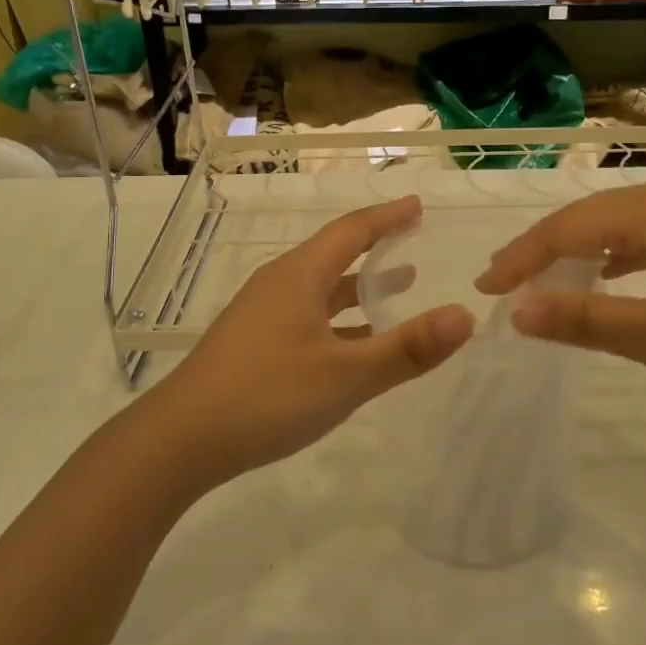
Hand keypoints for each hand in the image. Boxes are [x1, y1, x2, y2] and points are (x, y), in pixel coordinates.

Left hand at [157, 196, 474, 483]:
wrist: (181, 439)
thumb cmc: (267, 396)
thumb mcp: (345, 375)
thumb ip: (406, 348)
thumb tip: (465, 316)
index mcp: (299, 276)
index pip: (351, 231)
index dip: (387, 217)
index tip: (417, 206)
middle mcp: (279, 285)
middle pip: (334, 254)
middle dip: (375, 246)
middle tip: (411, 238)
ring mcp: (262, 315)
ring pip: (320, 289)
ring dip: (359, 286)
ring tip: (398, 285)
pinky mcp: (253, 344)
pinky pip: (307, 316)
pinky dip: (339, 319)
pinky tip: (355, 343)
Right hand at [476, 173, 645, 420]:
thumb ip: (585, 320)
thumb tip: (516, 313)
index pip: (563, 230)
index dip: (519, 260)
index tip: (483, 289)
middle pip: (589, 219)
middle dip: (544, 253)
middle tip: (506, 286)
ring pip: (622, 224)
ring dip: (582, 254)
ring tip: (549, 284)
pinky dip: (622, 256)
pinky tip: (617, 280)